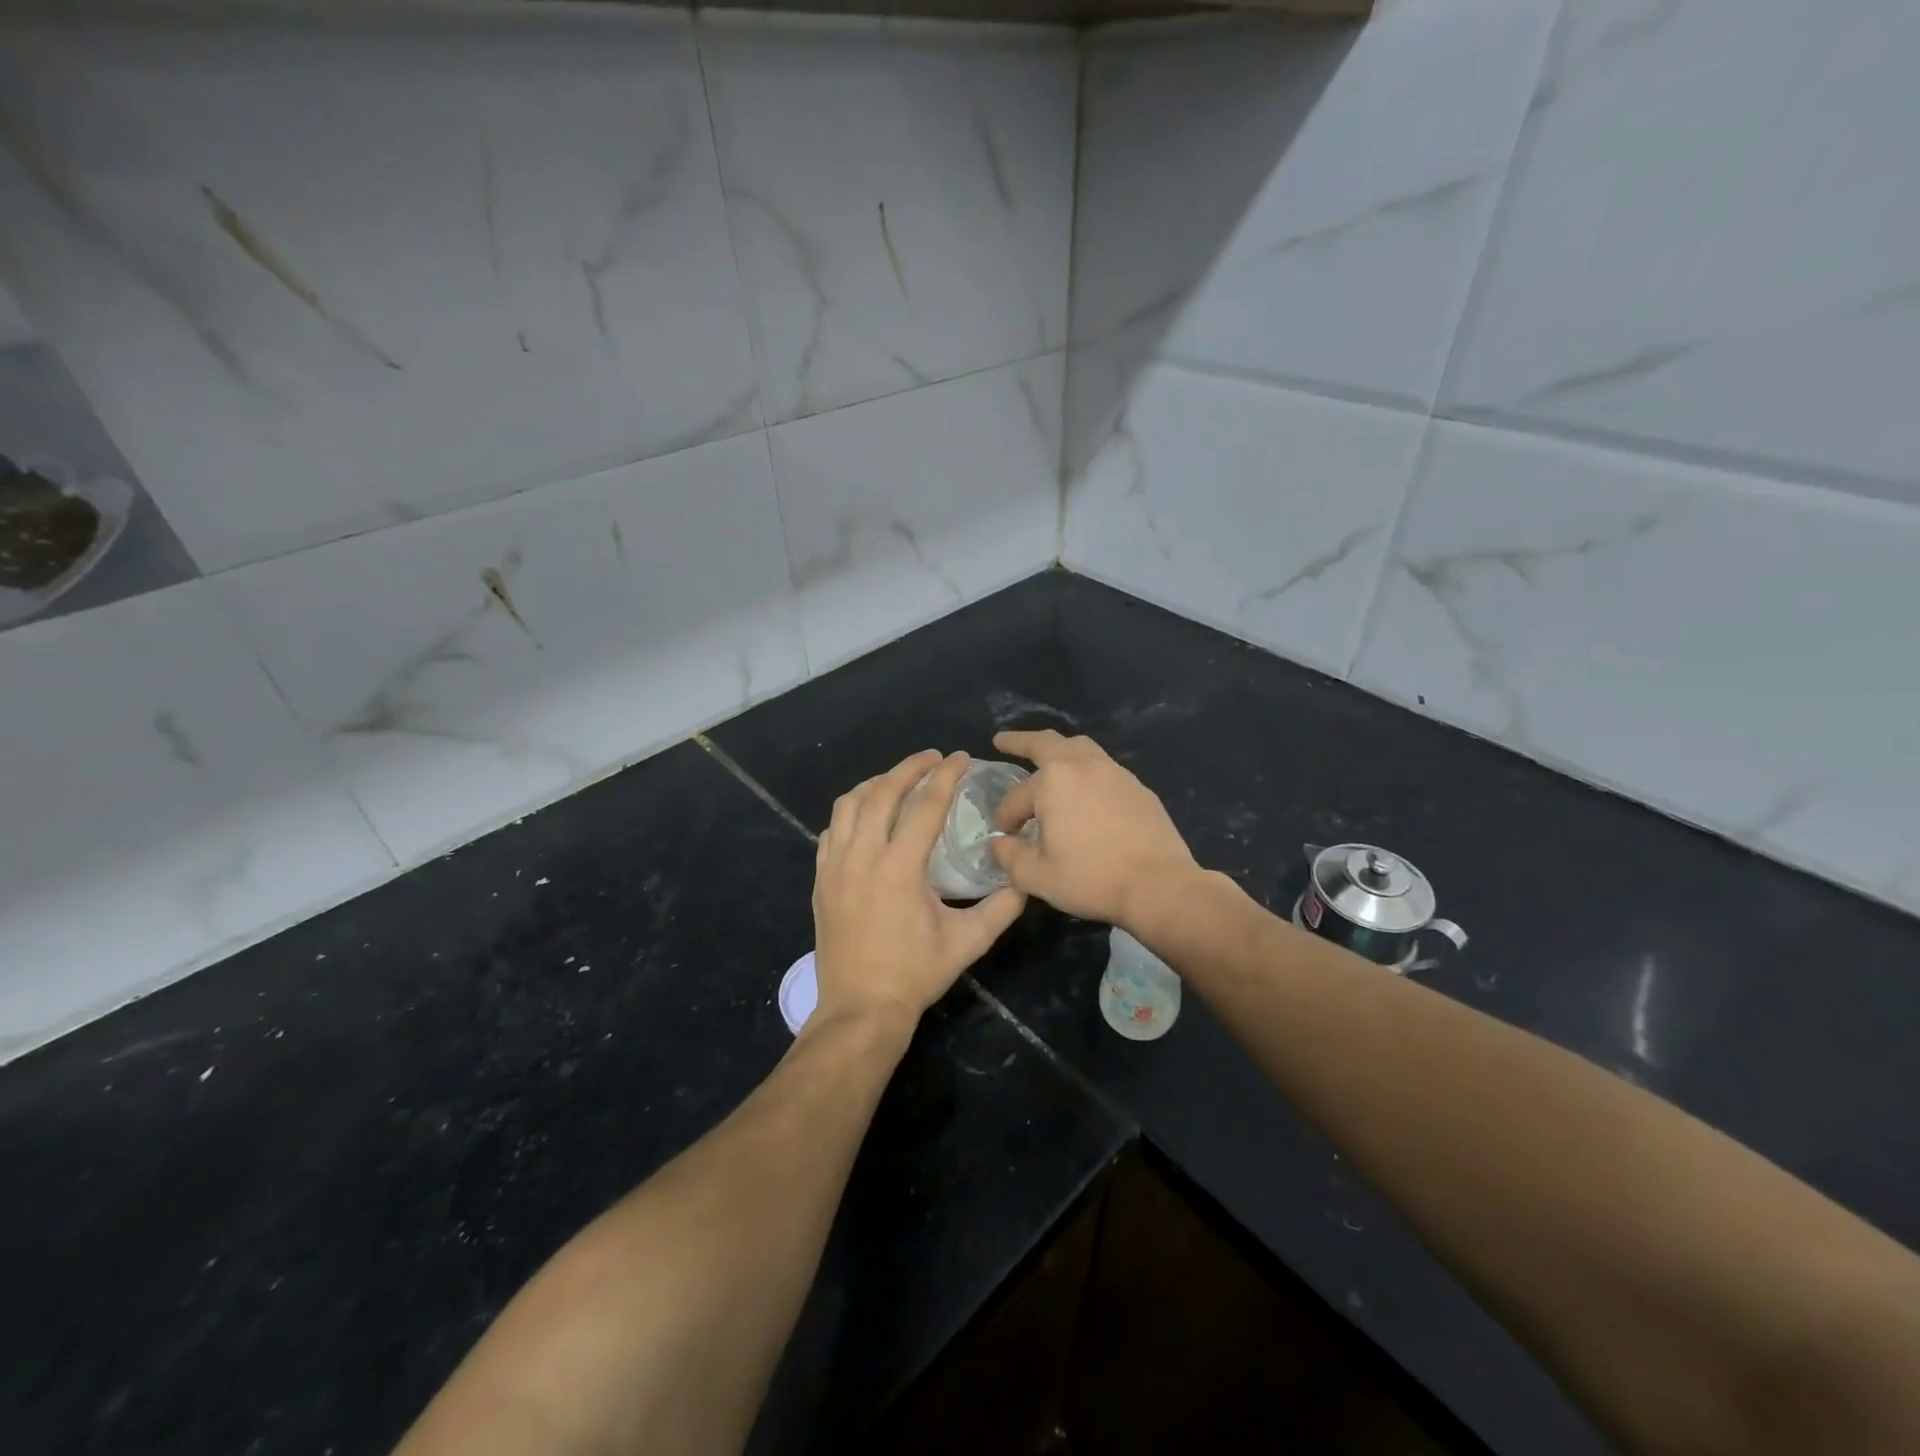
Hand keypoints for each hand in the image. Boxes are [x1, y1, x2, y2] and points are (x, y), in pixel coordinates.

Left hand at [811, 750, 1026, 1031]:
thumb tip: (1024, 879)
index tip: (960, 757)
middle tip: (933, 758)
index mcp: (900, 868)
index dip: (945, 776)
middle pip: (882, 792)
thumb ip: (1001, 907)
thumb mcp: (968, 942)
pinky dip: (851, 813)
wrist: (860, 1009)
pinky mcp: (821, 880)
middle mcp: (863, 857)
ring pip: (849, 805)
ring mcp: (835, 867)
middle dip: (909, 767)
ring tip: (899, 780)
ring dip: (876, 784)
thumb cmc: (915, 975)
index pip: (925, 805)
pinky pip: (832, 830)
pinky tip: (867, 818)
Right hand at [988, 730, 1199, 928]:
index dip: (1005, 818)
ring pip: (1080, 748)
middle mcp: (1083, 765)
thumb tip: (999, 842)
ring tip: (1048, 756)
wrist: (1158, 886)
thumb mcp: (1037, 876)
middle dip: (1021, 741)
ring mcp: (1115, 773)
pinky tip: (1085, 789)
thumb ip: (1009, 856)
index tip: (1005, 836)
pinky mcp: (1138, 788)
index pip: (1016, 798)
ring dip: (1058, 749)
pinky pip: (1104, 768)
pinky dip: (1086, 770)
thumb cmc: (1091, 879)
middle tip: (1003, 741)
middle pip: (1046, 743)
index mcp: (1053, 782)